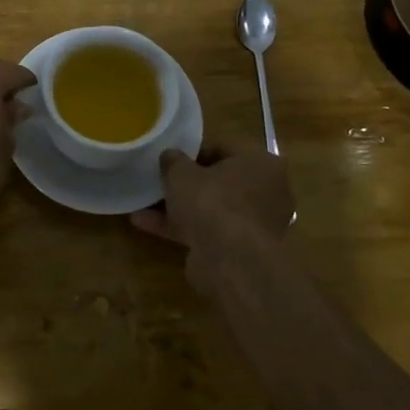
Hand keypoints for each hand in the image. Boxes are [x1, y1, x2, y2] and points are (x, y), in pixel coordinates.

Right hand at [131, 145, 293, 287]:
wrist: (230, 262)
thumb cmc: (212, 202)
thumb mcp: (181, 173)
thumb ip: (173, 161)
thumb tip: (170, 156)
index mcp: (260, 163)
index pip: (223, 148)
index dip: (192, 151)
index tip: (168, 158)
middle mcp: (266, 191)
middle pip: (219, 181)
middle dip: (186, 183)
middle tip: (158, 181)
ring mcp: (255, 223)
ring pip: (212, 208)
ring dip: (179, 207)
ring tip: (143, 205)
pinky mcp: (241, 249)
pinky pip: (208, 230)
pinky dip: (182, 227)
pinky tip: (146, 225)